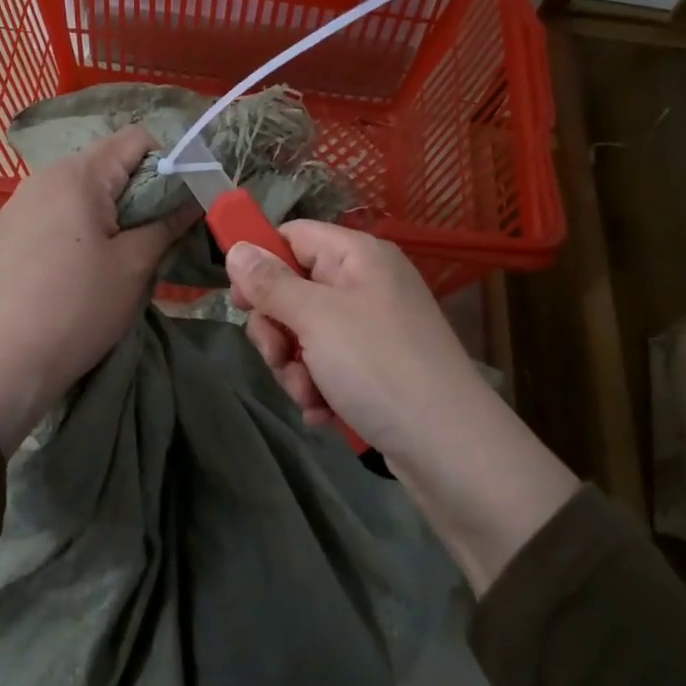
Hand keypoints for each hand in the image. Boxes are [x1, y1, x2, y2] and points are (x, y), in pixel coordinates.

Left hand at [0, 126, 194, 452]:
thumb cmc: (76, 308)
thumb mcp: (134, 266)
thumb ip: (167, 223)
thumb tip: (194, 199)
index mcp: (77, 174)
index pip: (137, 139)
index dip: (170, 162)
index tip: (184, 202)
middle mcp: (45, 176)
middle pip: (109, 163)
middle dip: (143, 192)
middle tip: (160, 235)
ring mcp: (21, 203)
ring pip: (85, 190)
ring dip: (114, 212)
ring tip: (125, 256)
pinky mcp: (10, 231)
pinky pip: (60, 212)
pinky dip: (85, 227)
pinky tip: (86, 268)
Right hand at [226, 223, 580, 592]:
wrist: (449, 449)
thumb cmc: (379, 367)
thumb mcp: (316, 318)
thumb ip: (270, 283)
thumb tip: (237, 248)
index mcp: (359, 256)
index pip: (294, 236)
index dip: (261, 262)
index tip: (240, 300)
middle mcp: (366, 284)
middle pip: (294, 288)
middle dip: (277, 329)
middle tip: (278, 355)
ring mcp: (372, 328)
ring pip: (304, 333)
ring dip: (294, 366)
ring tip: (310, 394)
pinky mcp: (375, 368)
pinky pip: (326, 365)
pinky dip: (317, 388)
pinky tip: (323, 412)